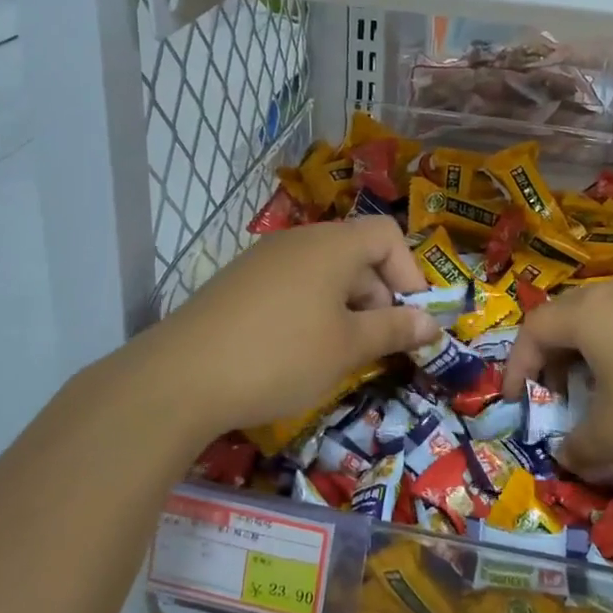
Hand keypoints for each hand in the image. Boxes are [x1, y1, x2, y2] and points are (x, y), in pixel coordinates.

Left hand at [142, 216, 437, 438]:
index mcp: (331, 245)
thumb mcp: (347, 348)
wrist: (181, 377)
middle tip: (377, 346)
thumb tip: (431, 323)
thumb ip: (394, 329)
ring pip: (323, 273)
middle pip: (356, 254)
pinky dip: (311, 312)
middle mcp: (297, 240)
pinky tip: (298, 353)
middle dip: (378, 297)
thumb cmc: (281, 356)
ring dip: (345, 309)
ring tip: (339, 355)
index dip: (410, 273)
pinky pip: (292, 286)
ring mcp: (262, 260)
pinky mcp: (238, 284)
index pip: (387, 235)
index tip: (411, 319)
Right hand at [503, 275, 612, 481]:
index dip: (517, 365)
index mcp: (592, 312)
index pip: (535, 328)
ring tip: (611, 391)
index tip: (516, 400)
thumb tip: (568, 454)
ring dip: (600, 353)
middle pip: (574, 316)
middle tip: (560, 395)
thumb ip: (580, 445)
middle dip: (558, 357)